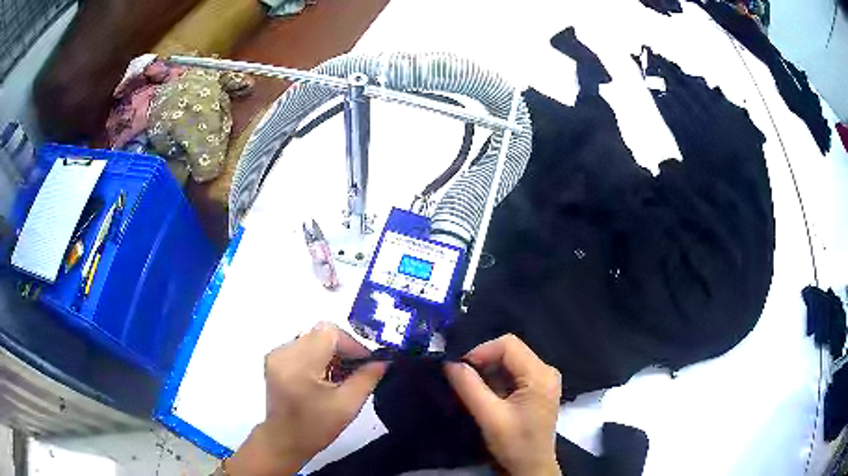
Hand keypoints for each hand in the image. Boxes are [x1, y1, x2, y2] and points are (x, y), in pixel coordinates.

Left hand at [227, 322, 387, 474]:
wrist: (284, 440)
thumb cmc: (316, 427)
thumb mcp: (347, 406)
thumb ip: (367, 379)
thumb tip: (383, 361)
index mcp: (298, 364)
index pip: (329, 333)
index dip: (352, 344)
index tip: (366, 363)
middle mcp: (283, 352)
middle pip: (320, 333)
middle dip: (343, 348)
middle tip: (358, 369)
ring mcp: (277, 354)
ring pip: (313, 338)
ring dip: (331, 352)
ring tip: (342, 375)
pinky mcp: (275, 359)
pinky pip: (303, 346)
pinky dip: (319, 356)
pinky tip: (326, 375)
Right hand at [444, 334, 561, 475]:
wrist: (531, 468)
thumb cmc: (515, 444)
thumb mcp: (489, 417)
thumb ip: (469, 387)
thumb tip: (449, 363)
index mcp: (540, 374)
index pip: (508, 344)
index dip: (481, 351)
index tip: (460, 368)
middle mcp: (546, 371)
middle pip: (510, 351)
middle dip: (483, 361)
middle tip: (461, 378)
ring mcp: (543, 380)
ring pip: (509, 362)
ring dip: (487, 372)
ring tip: (470, 387)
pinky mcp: (536, 390)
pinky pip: (513, 374)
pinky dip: (495, 380)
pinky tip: (484, 394)